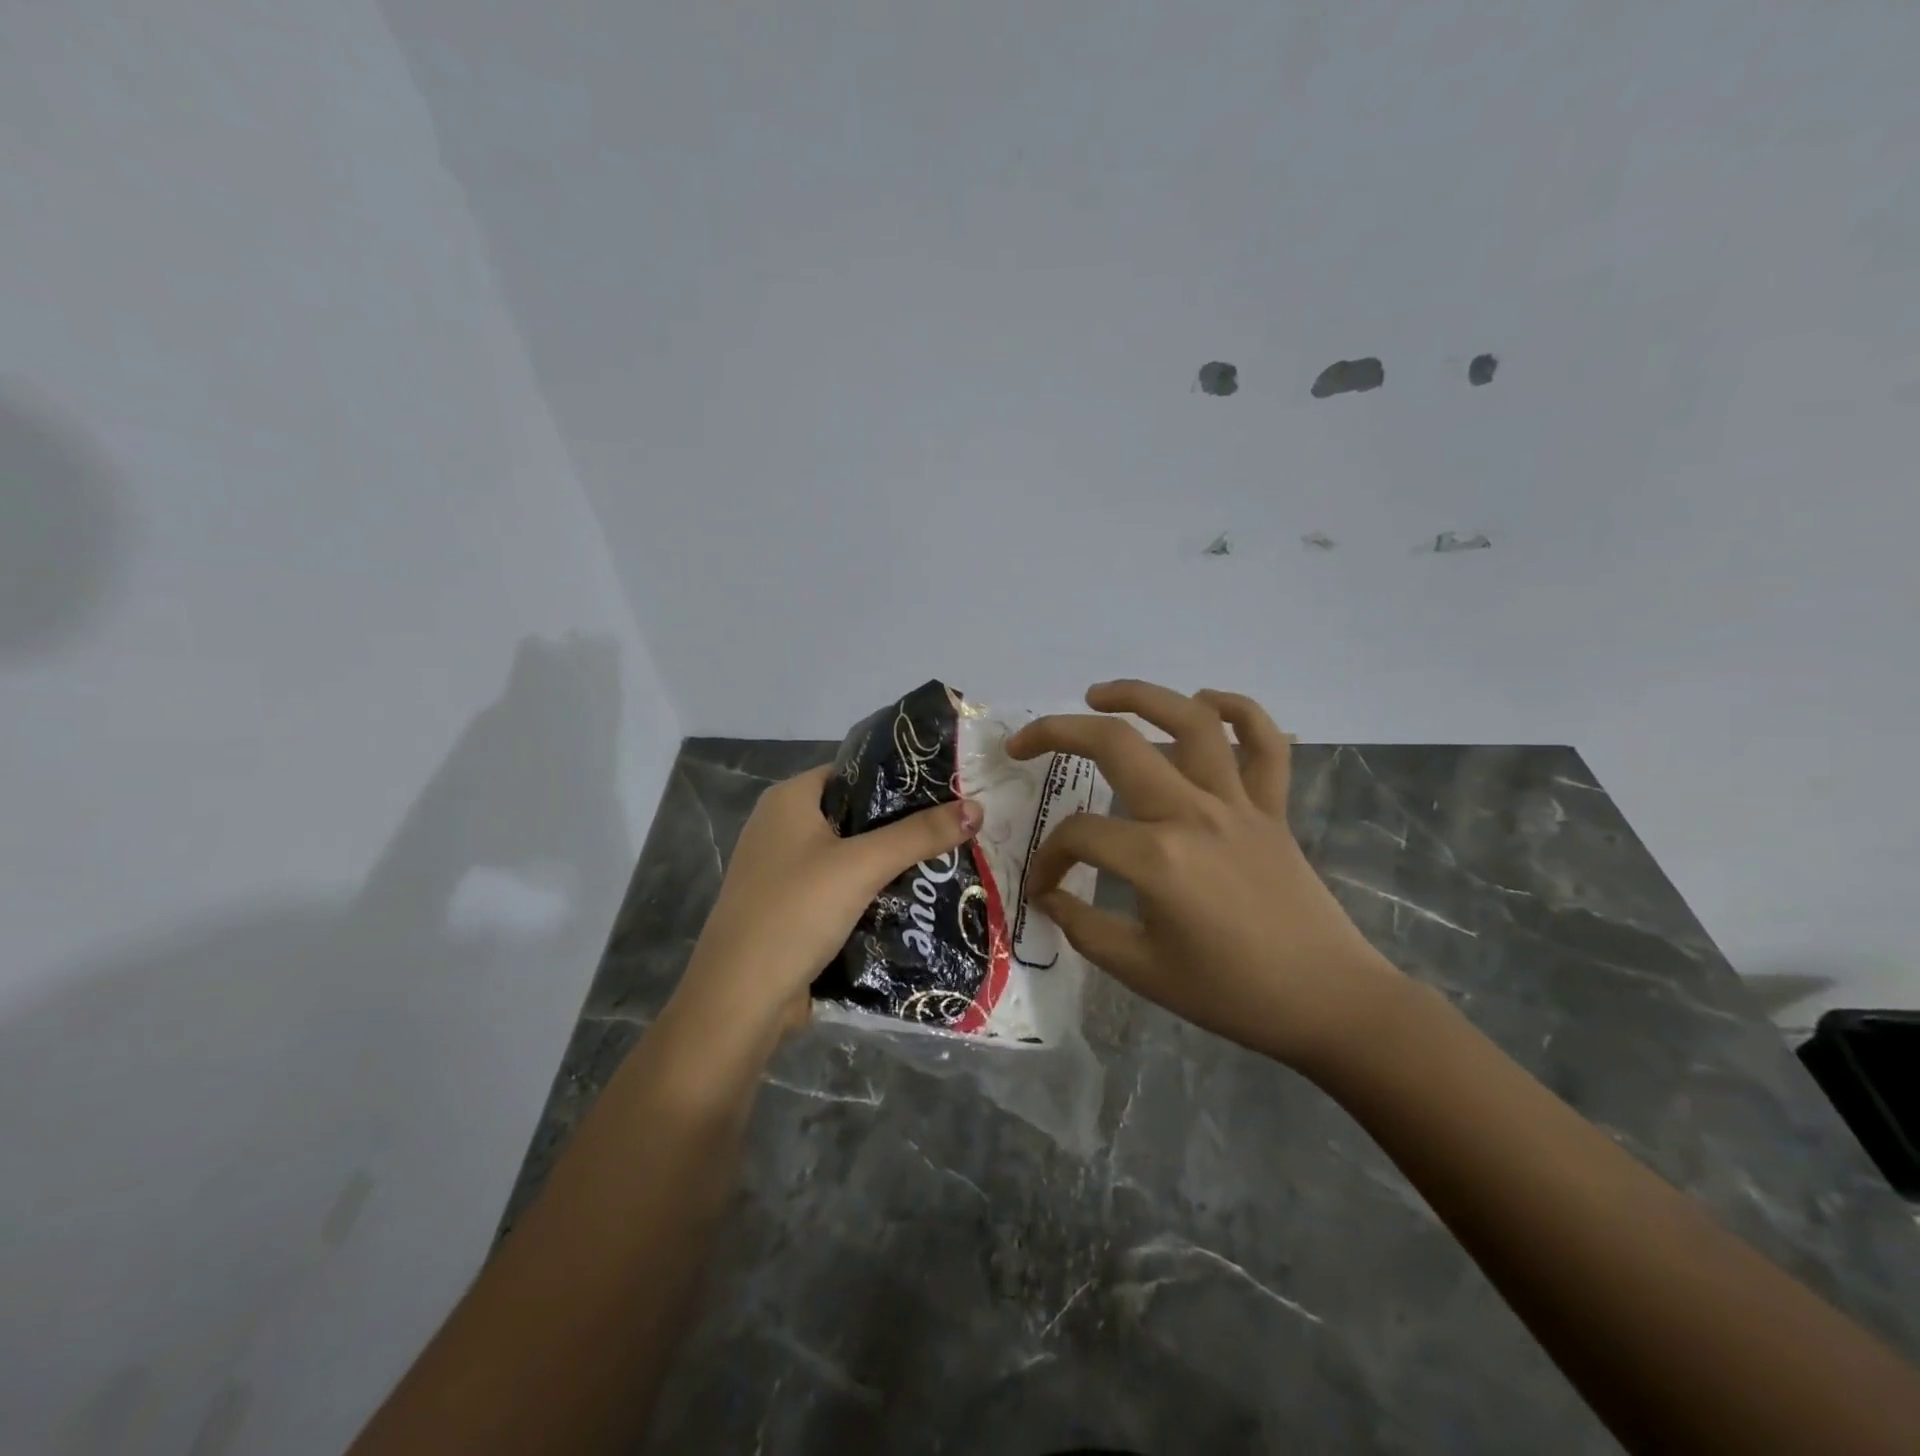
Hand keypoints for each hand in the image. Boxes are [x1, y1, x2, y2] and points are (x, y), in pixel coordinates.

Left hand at [671, 764, 983, 1051]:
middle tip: (957, 827)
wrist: (740, 1001)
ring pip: (851, 855)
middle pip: (856, 814)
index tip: (948, 788)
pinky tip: (914, 898)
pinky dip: (873, 891)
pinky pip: (841, 888)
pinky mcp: (792, 909)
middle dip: (903, 824)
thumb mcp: (862, 866)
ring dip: (891, 861)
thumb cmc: (795, 913)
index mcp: (789, 800)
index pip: (854, 771)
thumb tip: (977, 807)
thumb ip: (919, 835)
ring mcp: (784, 871)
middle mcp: (782, 827)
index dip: (900, 778)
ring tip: (948, 859)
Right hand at [1008, 680, 1402, 1073]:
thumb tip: (1049, 898)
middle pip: (1116, 745)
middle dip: (1057, 733)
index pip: (1078, 836)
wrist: (1329, 1004)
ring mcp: (1239, 802)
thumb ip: (1083, 928)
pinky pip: (1264, 743)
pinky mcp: (1273, 807)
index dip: (1048, 859)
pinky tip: (1206, 702)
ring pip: (1190, 721)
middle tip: (1024, 742)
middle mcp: (1193, 813)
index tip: (1045, 887)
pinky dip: (1238, 710)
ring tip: (1098, 695)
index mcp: (1156, 858)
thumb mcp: (1141, 972)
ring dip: (1139, 695)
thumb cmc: (1231, 994)